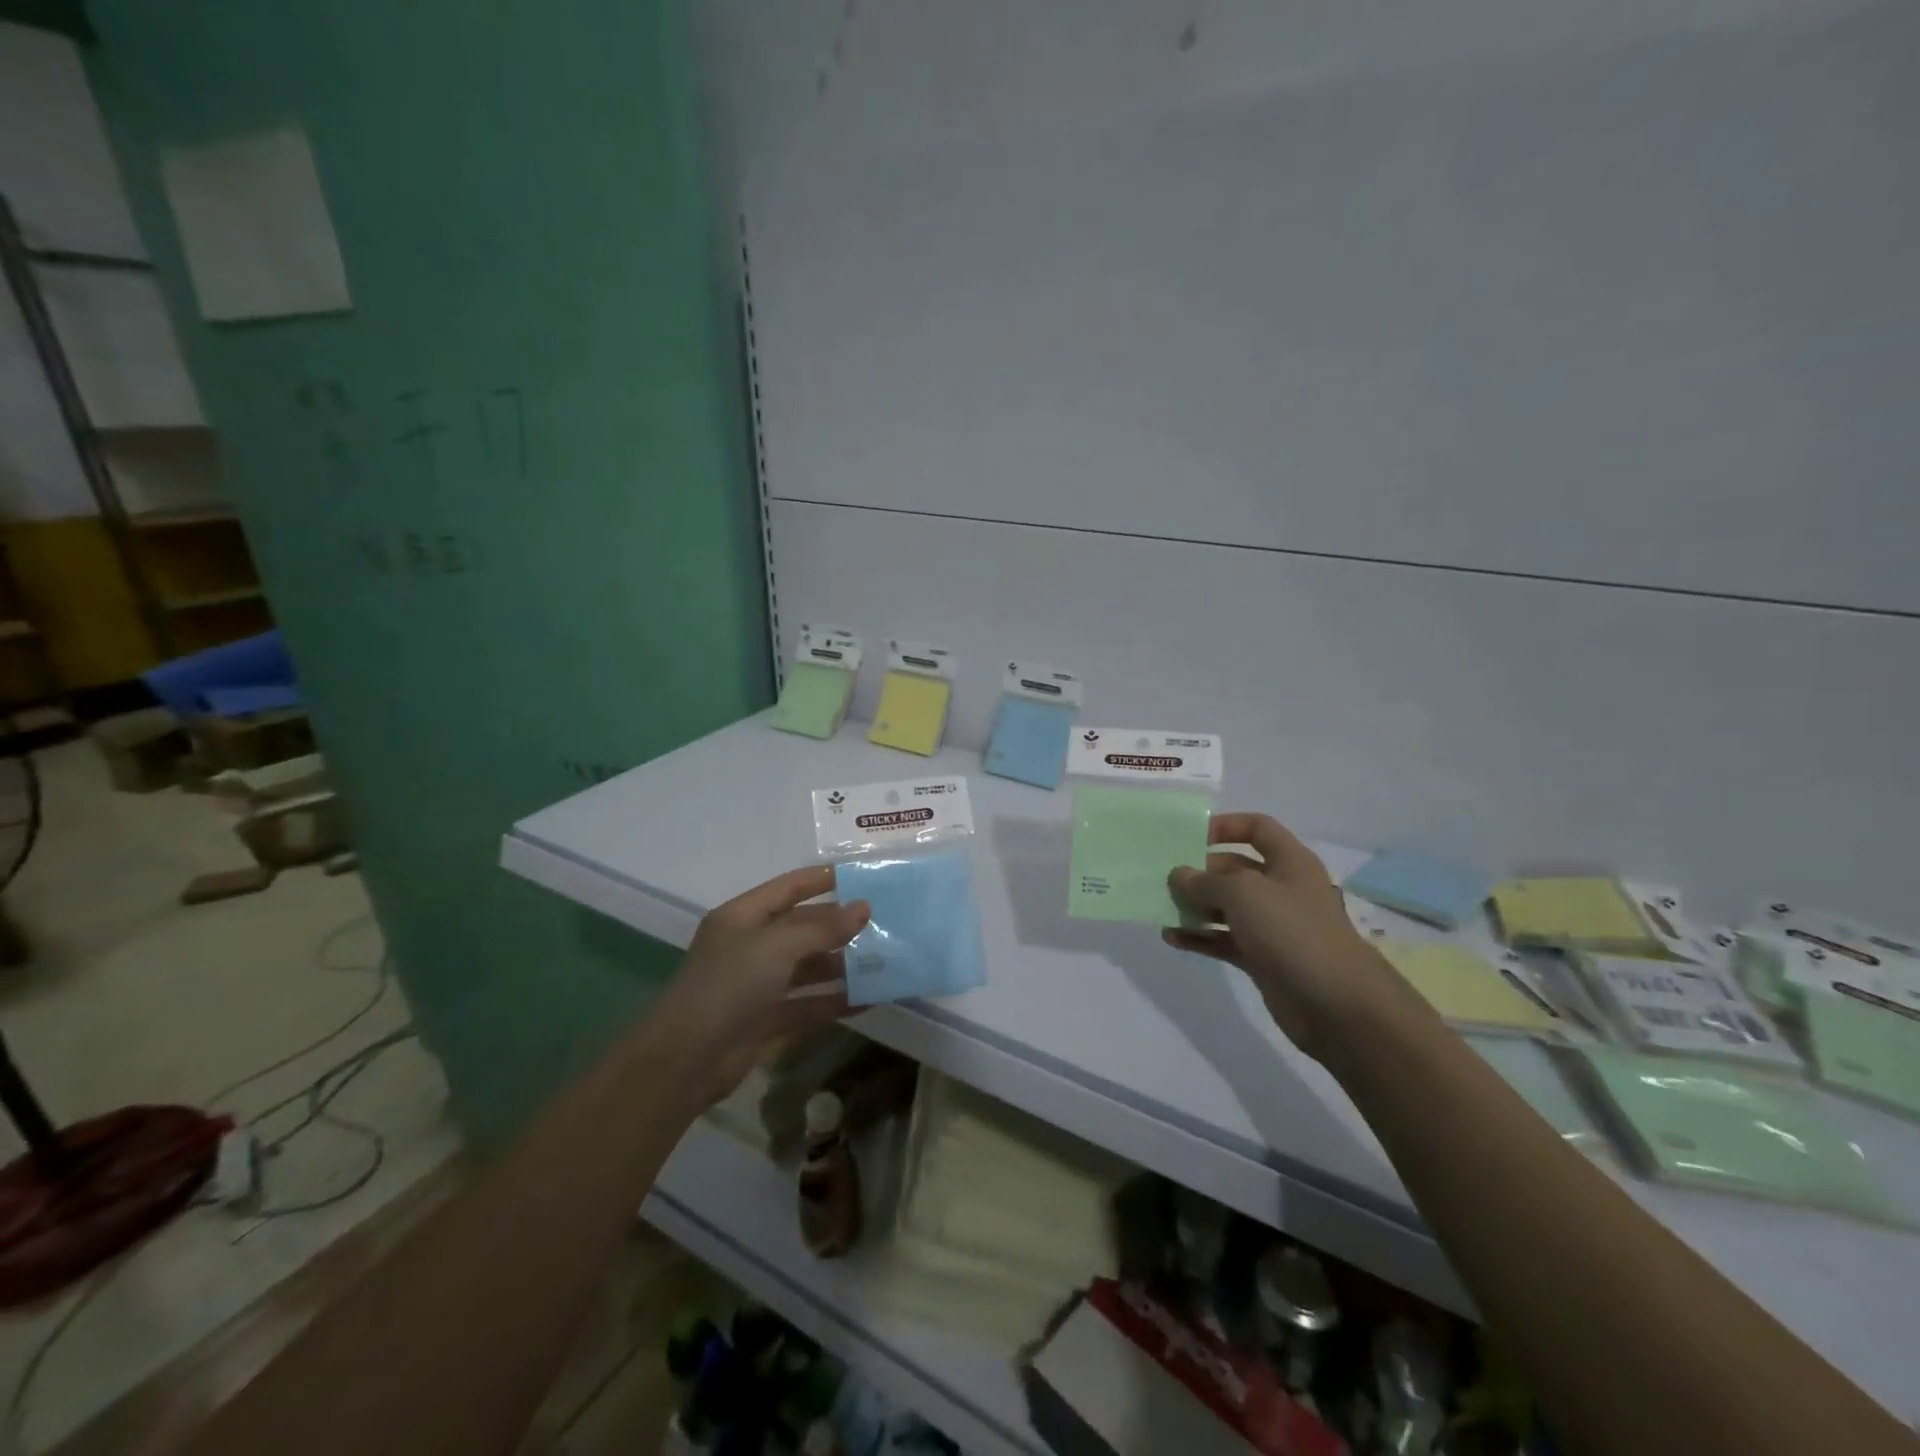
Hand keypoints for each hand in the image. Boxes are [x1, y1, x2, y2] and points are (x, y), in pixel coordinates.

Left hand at [657, 866, 869, 1106]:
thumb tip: (863, 908)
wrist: (684, 1061)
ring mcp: (757, 984)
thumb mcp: (776, 947)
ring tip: (884, 961)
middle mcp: (750, 946)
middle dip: (839, 926)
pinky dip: (835, 1002)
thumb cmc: (728, 986)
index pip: (789, 887)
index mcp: (743, 917)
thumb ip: (822, 928)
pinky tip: (870, 1000)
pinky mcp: (765, 1020)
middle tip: (884, 923)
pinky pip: (807, 1004)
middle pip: (802, 928)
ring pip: (807, 968)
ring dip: (842, 965)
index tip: (863, 876)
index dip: (823, 879)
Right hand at [1163, 813, 1422, 1061]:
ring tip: (1162, 908)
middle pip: (1234, 869)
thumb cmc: (1292, 931)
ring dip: (1195, 906)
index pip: (1257, 828)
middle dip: (1200, 872)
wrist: (1336, 1004)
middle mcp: (1281, 889)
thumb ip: (1204, 881)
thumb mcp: (1242, 893)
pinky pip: (1224, 940)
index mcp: (1289, 862)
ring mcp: (1273, 926)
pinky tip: (1172, 938)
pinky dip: (1200, 937)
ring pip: (1226, 907)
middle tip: (1165, 879)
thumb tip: (1178, 875)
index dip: (1225, 826)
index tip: (1189, 837)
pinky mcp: (1263, 958)